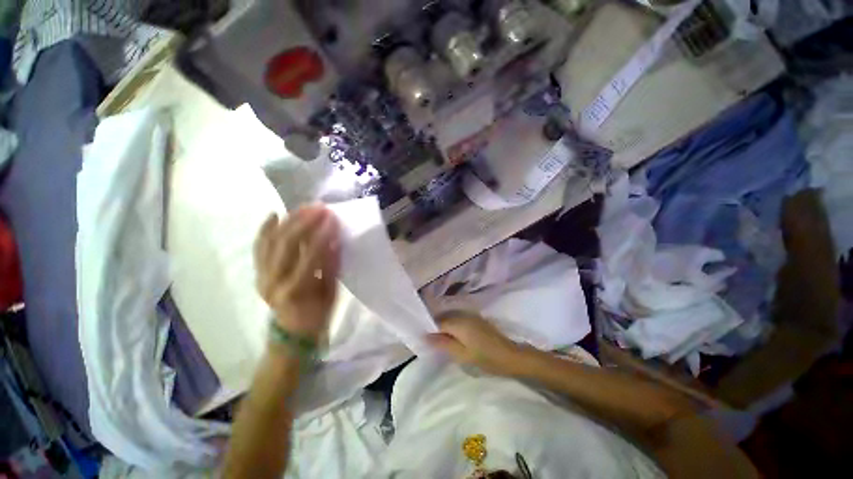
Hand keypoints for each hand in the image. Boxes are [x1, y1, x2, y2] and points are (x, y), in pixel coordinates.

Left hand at [254, 205, 340, 341]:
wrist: (292, 332)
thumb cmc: (318, 314)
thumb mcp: (331, 292)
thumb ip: (331, 265)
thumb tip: (334, 239)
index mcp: (295, 290)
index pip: (310, 256)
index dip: (322, 235)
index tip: (333, 219)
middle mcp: (273, 281)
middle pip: (286, 243)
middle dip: (304, 222)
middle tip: (320, 208)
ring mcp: (261, 275)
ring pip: (271, 240)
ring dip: (289, 221)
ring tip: (305, 208)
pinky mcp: (258, 272)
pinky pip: (259, 246)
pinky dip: (265, 229)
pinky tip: (274, 215)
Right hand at [427, 315, 529, 375]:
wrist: (511, 356)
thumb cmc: (486, 358)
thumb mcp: (462, 354)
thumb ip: (443, 344)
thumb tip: (425, 336)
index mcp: (459, 322)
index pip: (438, 321)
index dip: (429, 329)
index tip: (424, 339)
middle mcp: (463, 314)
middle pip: (444, 317)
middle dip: (436, 327)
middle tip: (431, 341)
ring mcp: (471, 315)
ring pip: (451, 318)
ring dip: (445, 326)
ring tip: (441, 341)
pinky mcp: (477, 319)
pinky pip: (459, 319)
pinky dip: (453, 326)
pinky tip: (454, 337)